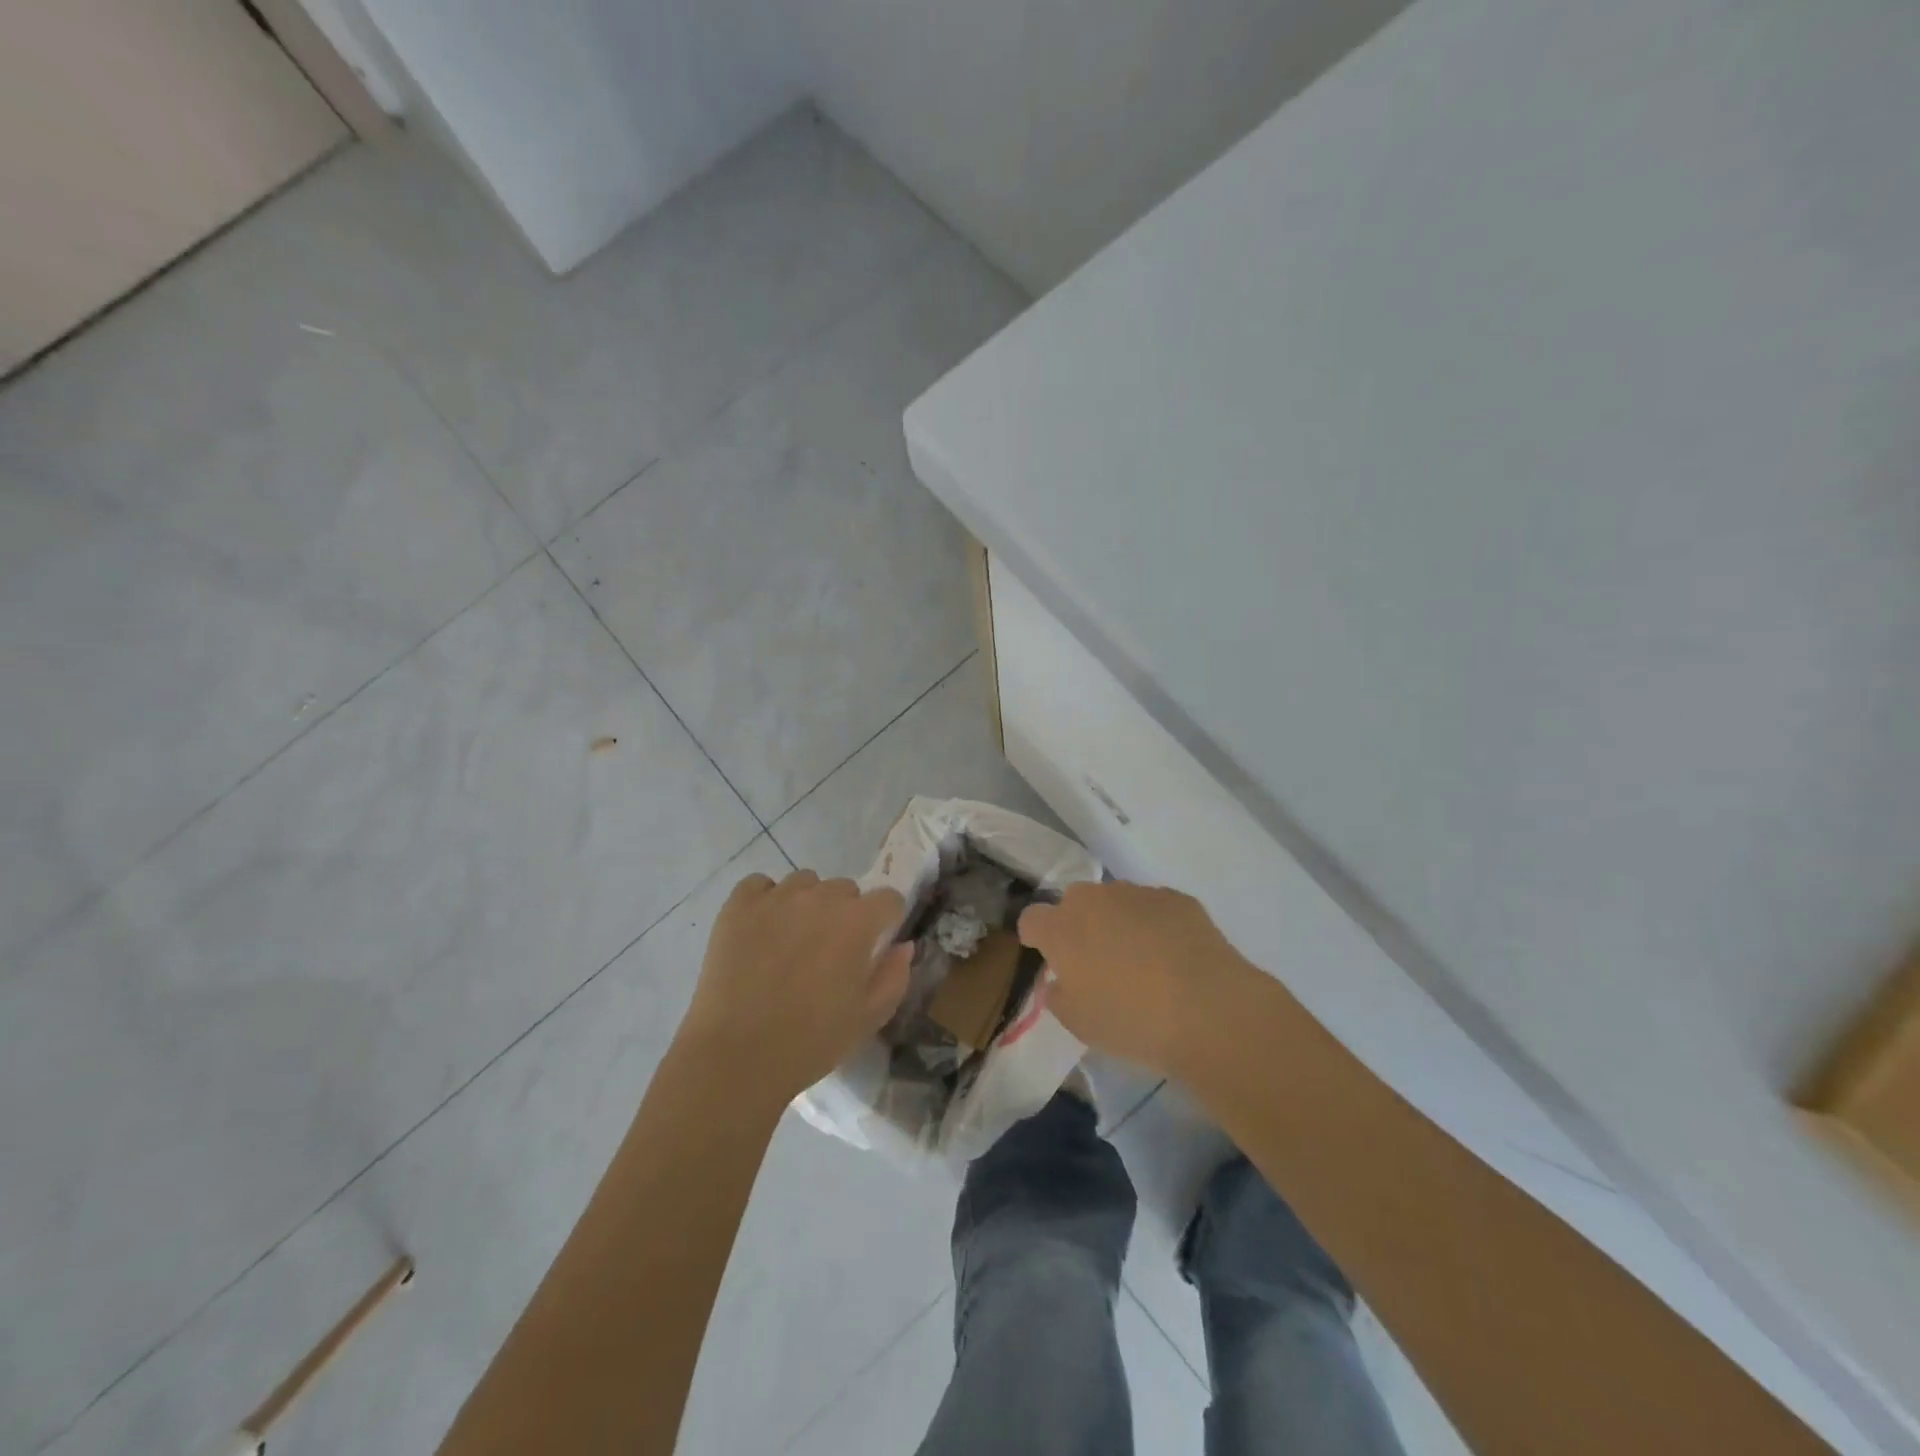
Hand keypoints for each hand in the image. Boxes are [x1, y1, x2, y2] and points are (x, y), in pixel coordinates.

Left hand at [680, 869, 911, 1103]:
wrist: (736, 1057)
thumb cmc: (811, 1042)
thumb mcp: (869, 1017)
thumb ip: (895, 975)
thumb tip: (903, 944)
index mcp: (857, 922)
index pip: (888, 898)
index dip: (886, 921)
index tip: (874, 945)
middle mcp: (820, 898)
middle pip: (845, 889)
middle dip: (845, 914)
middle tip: (830, 952)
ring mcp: (777, 898)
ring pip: (804, 883)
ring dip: (807, 903)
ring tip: (792, 940)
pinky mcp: (738, 905)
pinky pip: (760, 885)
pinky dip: (765, 900)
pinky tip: (761, 930)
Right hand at [1018, 882, 1254, 1078]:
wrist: (1209, 1010)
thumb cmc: (1132, 1021)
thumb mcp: (1080, 1024)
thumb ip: (1059, 996)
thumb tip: (1060, 981)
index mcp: (1061, 929)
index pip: (1031, 919)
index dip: (1037, 937)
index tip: (1050, 959)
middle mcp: (1094, 900)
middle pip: (1074, 903)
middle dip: (1079, 925)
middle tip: (1097, 962)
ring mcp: (1137, 893)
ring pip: (1116, 901)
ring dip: (1118, 922)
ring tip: (1142, 961)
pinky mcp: (1176, 898)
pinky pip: (1153, 907)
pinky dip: (1155, 925)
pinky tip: (1174, 957)